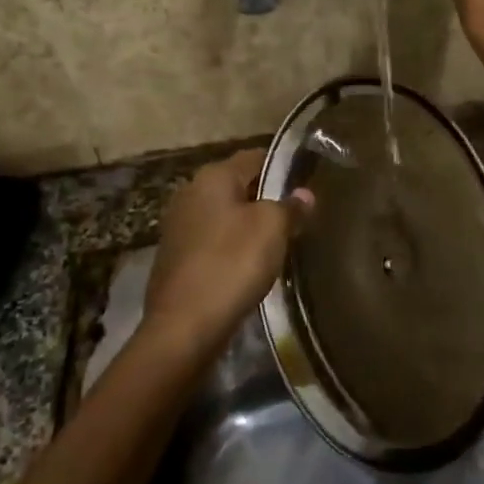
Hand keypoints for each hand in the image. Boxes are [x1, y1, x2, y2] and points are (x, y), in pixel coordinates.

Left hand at [143, 149, 313, 355]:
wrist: (184, 326)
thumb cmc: (232, 264)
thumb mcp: (272, 228)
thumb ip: (290, 206)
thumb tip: (304, 194)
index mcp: (212, 176)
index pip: (256, 157)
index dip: (283, 167)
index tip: (308, 181)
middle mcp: (190, 192)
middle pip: (238, 186)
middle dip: (266, 197)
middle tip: (298, 215)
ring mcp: (178, 226)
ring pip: (225, 215)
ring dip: (249, 224)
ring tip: (279, 241)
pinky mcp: (175, 257)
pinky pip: (213, 241)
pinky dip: (232, 247)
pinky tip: (249, 265)